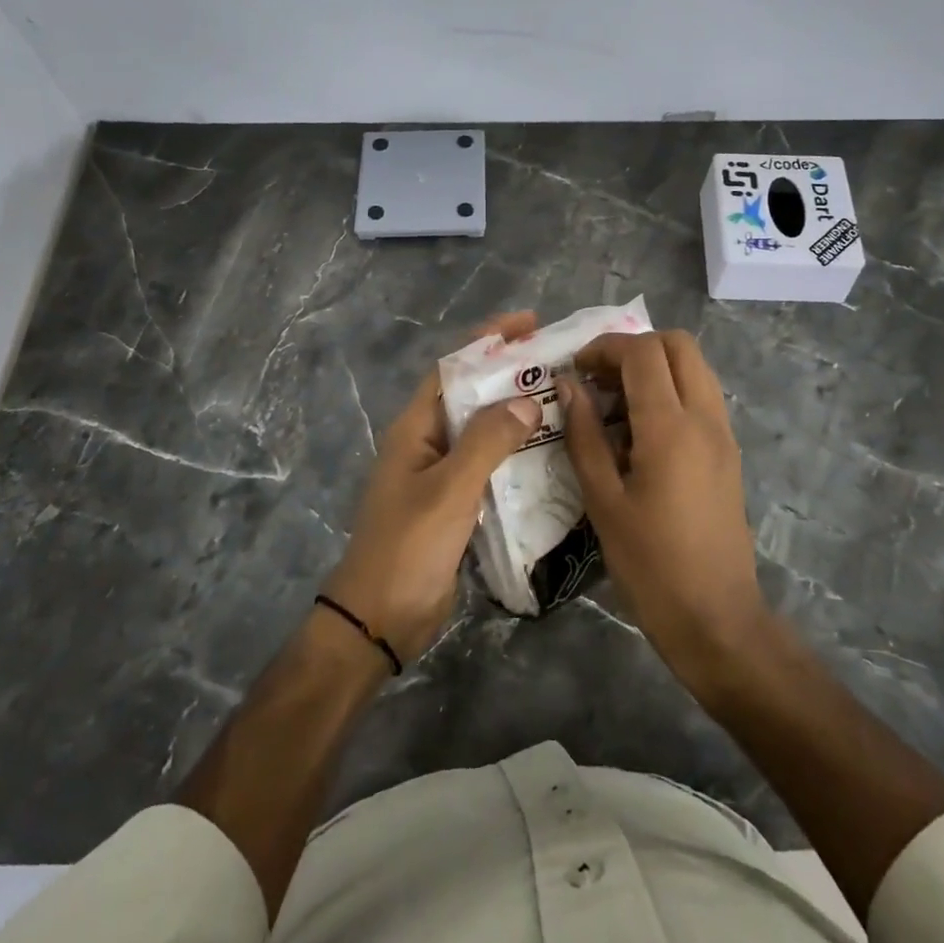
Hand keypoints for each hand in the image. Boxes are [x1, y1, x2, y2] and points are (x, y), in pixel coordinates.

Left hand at [322, 312, 539, 662]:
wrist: (380, 620)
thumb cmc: (408, 547)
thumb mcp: (449, 490)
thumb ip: (487, 442)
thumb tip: (527, 400)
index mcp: (415, 428)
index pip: (452, 367)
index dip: (487, 340)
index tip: (528, 323)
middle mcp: (427, 443)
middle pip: (471, 395)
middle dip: (509, 374)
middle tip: (558, 362)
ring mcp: (441, 475)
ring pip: (483, 431)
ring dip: (516, 413)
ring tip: (563, 400)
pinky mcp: (455, 503)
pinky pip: (489, 465)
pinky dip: (516, 453)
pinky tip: (550, 453)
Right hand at [559, 330, 768, 675]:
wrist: (716, 617)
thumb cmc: (650, 564)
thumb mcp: (603, 500)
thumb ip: (584, 435)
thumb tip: (568, 385)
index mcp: (671, 427)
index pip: (643, 352)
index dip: (605, 347)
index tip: (574, 368)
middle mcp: (705, 417)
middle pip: (678, 344)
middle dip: (634, 347)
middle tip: (598, 377)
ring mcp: (723, 433)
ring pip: (695, 366)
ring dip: (655, 366)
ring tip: (615, 402)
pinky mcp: (728, 452)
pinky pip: (702, 396)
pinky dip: (671, 390)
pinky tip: (640, 430)